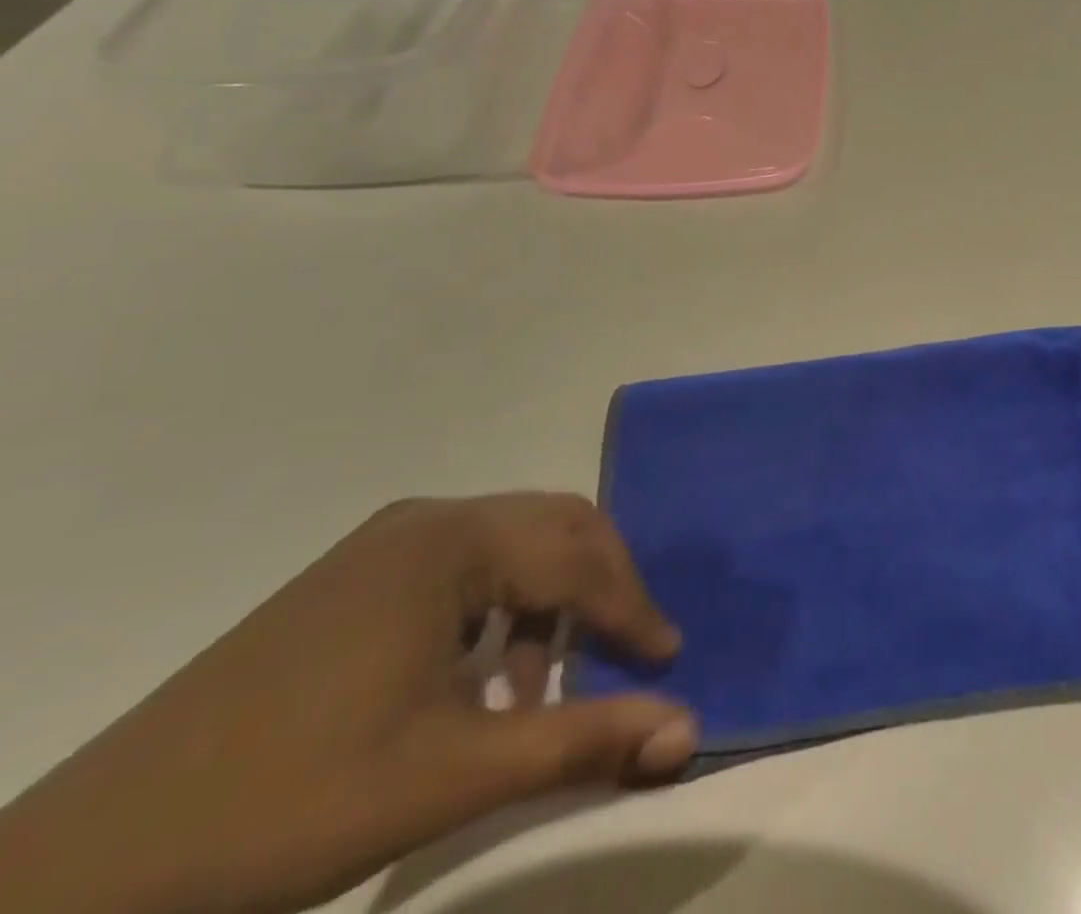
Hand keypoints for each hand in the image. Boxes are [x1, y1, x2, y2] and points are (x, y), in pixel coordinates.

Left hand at [0, 494, 695, 913]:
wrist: (76, 874)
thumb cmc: (287, 807)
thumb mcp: (451, 777)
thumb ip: (582, 742)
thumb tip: (688, 730)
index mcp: (453, 542)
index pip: (578, 557)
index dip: (632, 608)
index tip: (667, 660)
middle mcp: (428, 521)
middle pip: (555, 526)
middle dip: (603, 585)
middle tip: (628, 649)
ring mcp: (383, 546)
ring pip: (512, 544)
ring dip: (549, 601)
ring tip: (543, 686)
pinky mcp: (353, 579)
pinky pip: (463, 567)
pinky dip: (498, 609)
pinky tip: (478, 679)